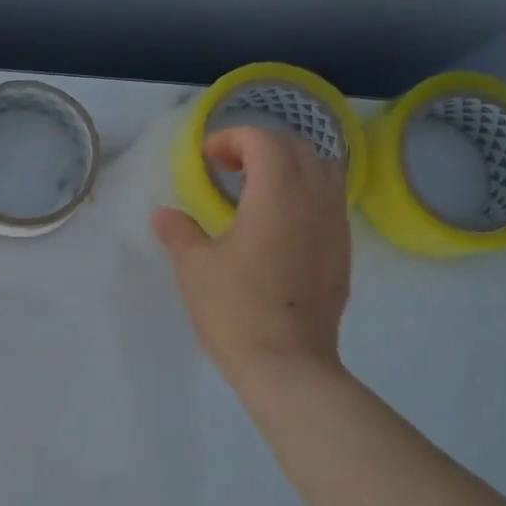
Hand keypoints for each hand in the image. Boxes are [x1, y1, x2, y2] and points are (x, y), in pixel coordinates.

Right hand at [151, 126, 350, 383]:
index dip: (232, 138)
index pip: (264, 140)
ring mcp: (335, 227)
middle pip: (297, 147)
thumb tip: (163, 214)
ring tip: (257, 188)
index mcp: (277, 196)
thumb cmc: (236, 311)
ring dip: (289, 165)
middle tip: (228, 167)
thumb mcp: (195, 268)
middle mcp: (314, 201)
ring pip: (322, 171)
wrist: (288, 366)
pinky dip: (305, 192)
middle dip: (260, 145)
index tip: (206, 160)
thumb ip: (179, 232)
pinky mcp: (342, 252)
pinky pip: (330, 201)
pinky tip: (280, 221)